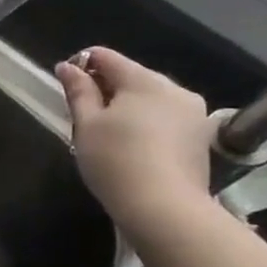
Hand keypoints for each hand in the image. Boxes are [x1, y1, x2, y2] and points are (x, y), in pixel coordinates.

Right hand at [56, 47, 215, 233]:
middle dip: (107, 88)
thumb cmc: (115, 161)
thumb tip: (68, 67)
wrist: (165, 209)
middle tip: (84, 114)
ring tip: (108, 133)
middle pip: (132, 76)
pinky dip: (146, 123)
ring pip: (151, 98)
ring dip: (128, 106)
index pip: (107, 57)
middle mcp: (175, 89)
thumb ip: (78, 91)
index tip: (66, 85)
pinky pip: (166, 118)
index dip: (82, 65)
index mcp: (145, 81)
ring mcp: (194, 114)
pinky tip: (133, 146)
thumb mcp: (86, 125)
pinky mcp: (201, 137)